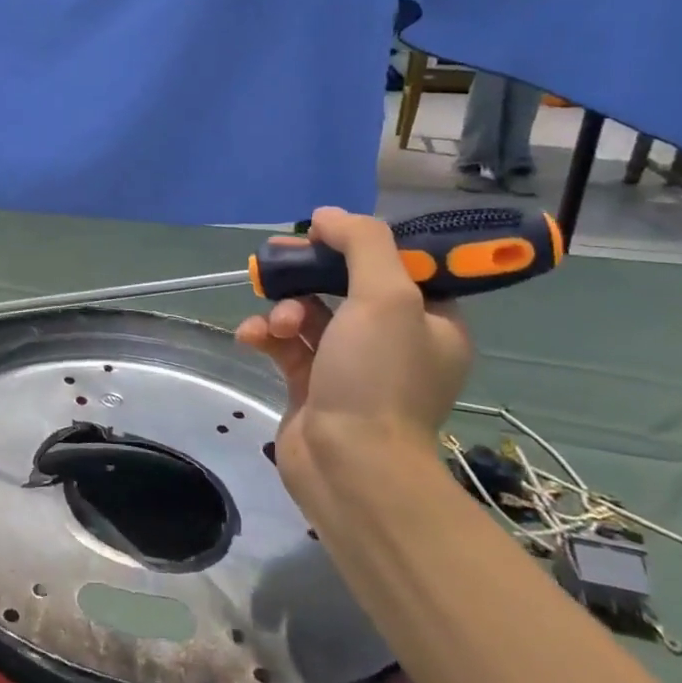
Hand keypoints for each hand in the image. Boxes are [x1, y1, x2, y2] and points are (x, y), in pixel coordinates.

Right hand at [237, 207, 471, 492]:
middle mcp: (393, 341)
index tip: (323, 233)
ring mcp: (349, 365)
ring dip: (284, 307)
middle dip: (308, 272)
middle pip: (345, 285)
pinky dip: (266, 336)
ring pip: (310, 313)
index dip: (358, 245)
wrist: (349, 466)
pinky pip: (286, 344)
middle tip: (277, 256)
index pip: (398, 266)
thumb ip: (362, 244)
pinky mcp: (310, 384)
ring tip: (275, 322)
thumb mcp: (385, 296)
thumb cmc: (378, 377)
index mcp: (430, 321)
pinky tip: (251, 337)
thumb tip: (328, 216)